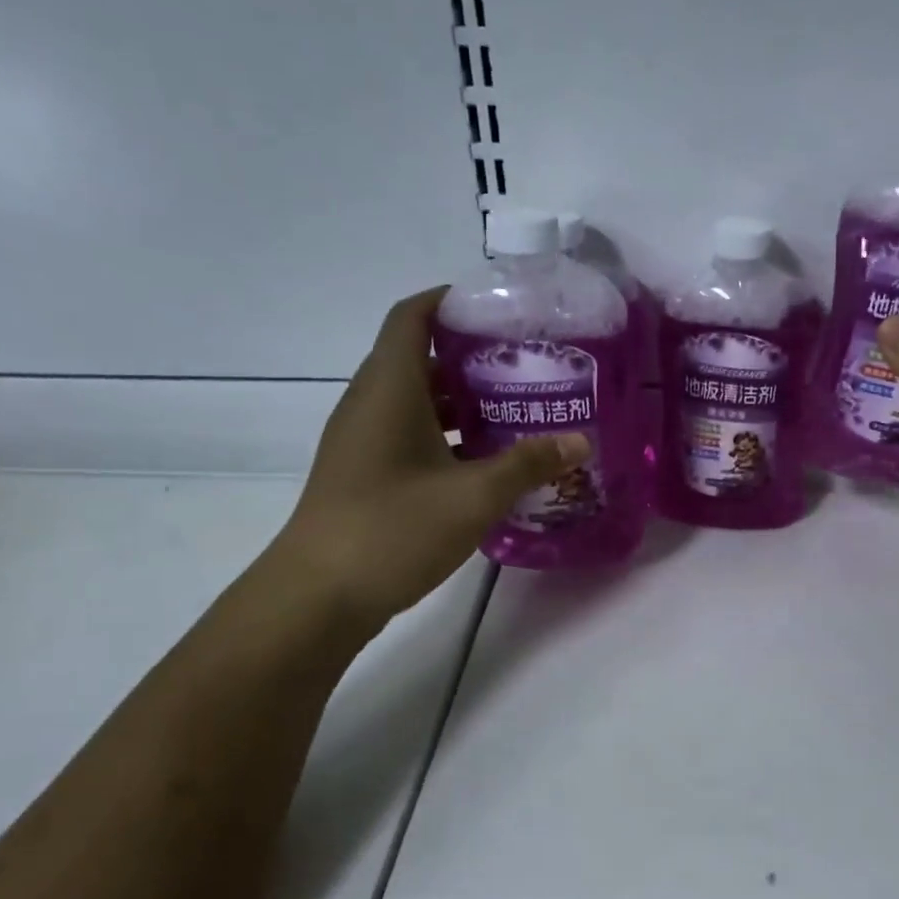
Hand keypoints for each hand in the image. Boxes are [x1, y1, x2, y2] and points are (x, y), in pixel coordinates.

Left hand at [266, 288, 587, 637]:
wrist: (318, 597)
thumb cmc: (393, 529)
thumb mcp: (474, 495)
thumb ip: (528, 464)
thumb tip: (580, 441)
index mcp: (389, 388)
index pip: (412, 317)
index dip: (450, 301)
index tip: (498, 309)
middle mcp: (370, 403)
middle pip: (419, 358)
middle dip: (471, 357)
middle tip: (525, 365)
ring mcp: (362, 441)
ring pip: (416, 401)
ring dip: (462, 401)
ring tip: (516, 410)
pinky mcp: (364, 473)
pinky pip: (409, 434)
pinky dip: (446, 435)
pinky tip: (485, 461)